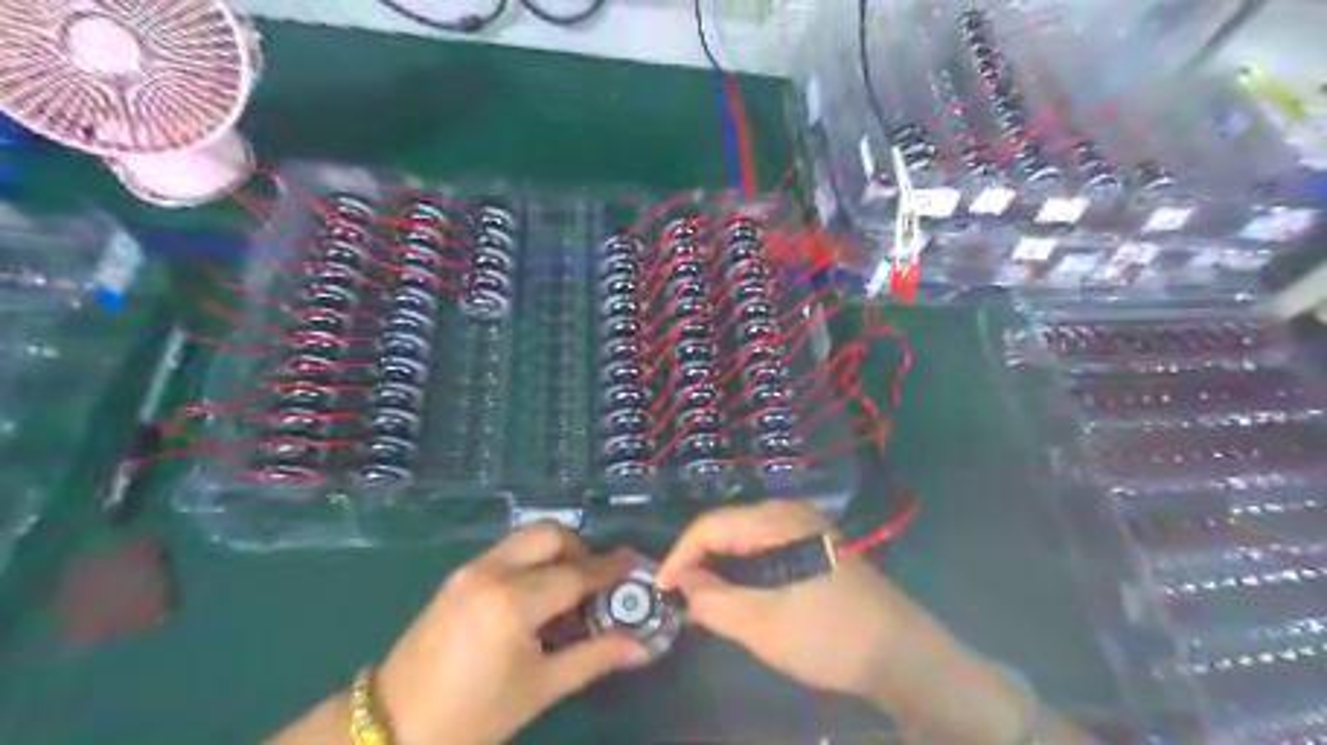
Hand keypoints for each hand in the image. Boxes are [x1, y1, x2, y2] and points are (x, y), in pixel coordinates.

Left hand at [376, 525, 651, 744]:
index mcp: (513, 602)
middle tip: (595, 581)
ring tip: (567, 589)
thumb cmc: (472, 717)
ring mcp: (469, 570)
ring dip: (555, 552)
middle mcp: (492, 572)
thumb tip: (642, 646)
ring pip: (525, 538)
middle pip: (549, 535)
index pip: (575, 574)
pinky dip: (530, 560)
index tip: (634, 562)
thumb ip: (594, 657)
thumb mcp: (540, 689)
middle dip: (580, 549)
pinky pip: (506, 552)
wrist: (390, 729)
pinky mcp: (456, 577)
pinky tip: (535, 596)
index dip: (609, 569)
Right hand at [653, 500, 926, 703]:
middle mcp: (789, 513)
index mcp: (776, 520)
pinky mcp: (816, 547)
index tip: (660, 590)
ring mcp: (806, 528)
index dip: (679, 556)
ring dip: (720, 567)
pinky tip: (738, 595)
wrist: (902, 656)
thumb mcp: (762, 624)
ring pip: (746, 540)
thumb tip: (682, 584)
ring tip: (701, 600)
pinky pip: (765, 549)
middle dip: (698, 561)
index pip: (710, 525)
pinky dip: (744, 570)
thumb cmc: (829, 636)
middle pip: (728, 528)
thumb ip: (713, 602)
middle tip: (679, 598)